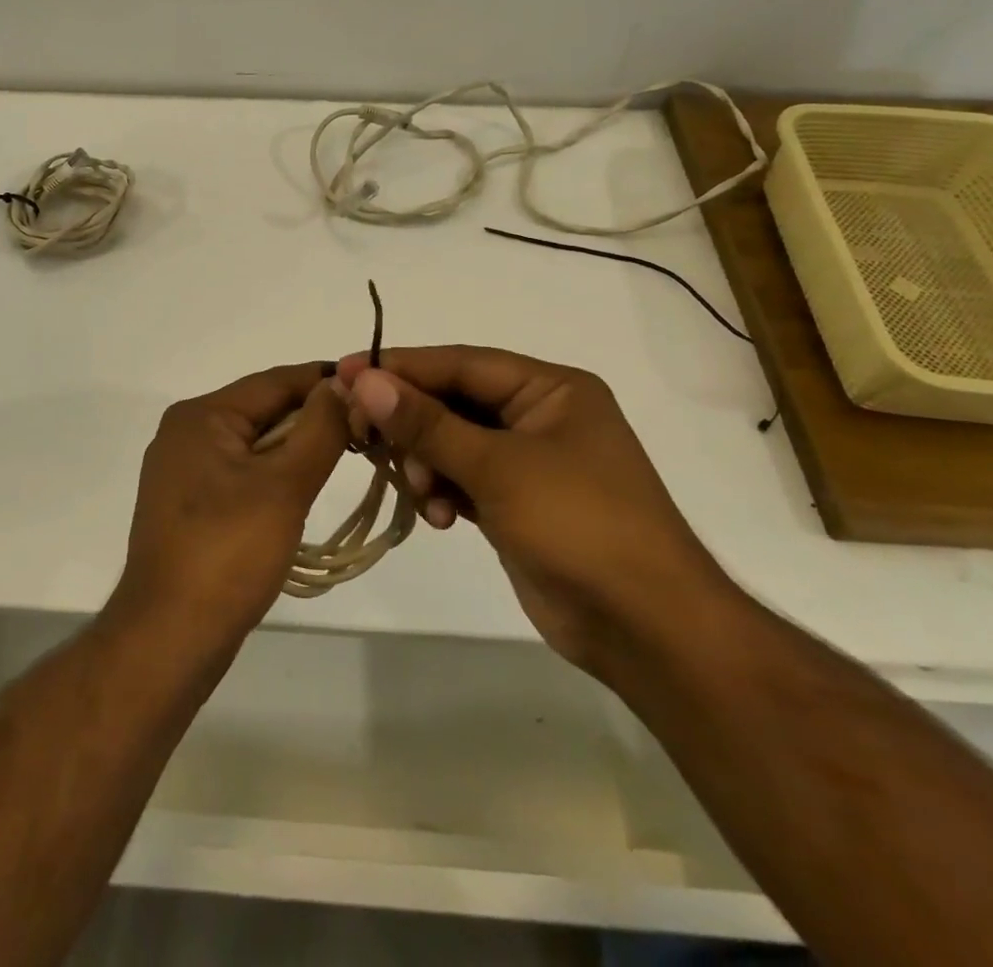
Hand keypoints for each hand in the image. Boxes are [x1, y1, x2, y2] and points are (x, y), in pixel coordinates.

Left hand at [114, 362, 350, 642]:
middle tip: (368, 427)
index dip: (323, 380)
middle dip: (312, 417)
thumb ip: (319, 428)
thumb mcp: (284, 485)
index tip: (373, 386)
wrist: (169, 637)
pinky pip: (240, 473)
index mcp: (201, 415)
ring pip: (253, 444)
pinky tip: (301, 491)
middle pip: (262, 410)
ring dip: (296, 448)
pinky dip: (273, 475)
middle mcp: (185, 432)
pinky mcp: (187, 505)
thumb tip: (344, 383)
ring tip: (345, 455)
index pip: (274, 381)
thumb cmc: (228, 553)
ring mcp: (182, 471)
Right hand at [334, 346, 734, 671]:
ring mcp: (527, 461)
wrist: (647, 630)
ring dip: (426, 463)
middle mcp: (538, 415)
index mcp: (550, 389)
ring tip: (420, 492)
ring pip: (451, 442)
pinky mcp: (516, 502)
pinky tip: (439, 519)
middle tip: (359, 435)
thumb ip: (427, 423)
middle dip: (409, 421)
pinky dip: (442, 493)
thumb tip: (364, 380)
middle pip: (452, 401)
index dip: (400, 366)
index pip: (460, 363)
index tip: (344, 373)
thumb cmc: (580, 525)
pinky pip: (461, 479)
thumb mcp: (498, 467)